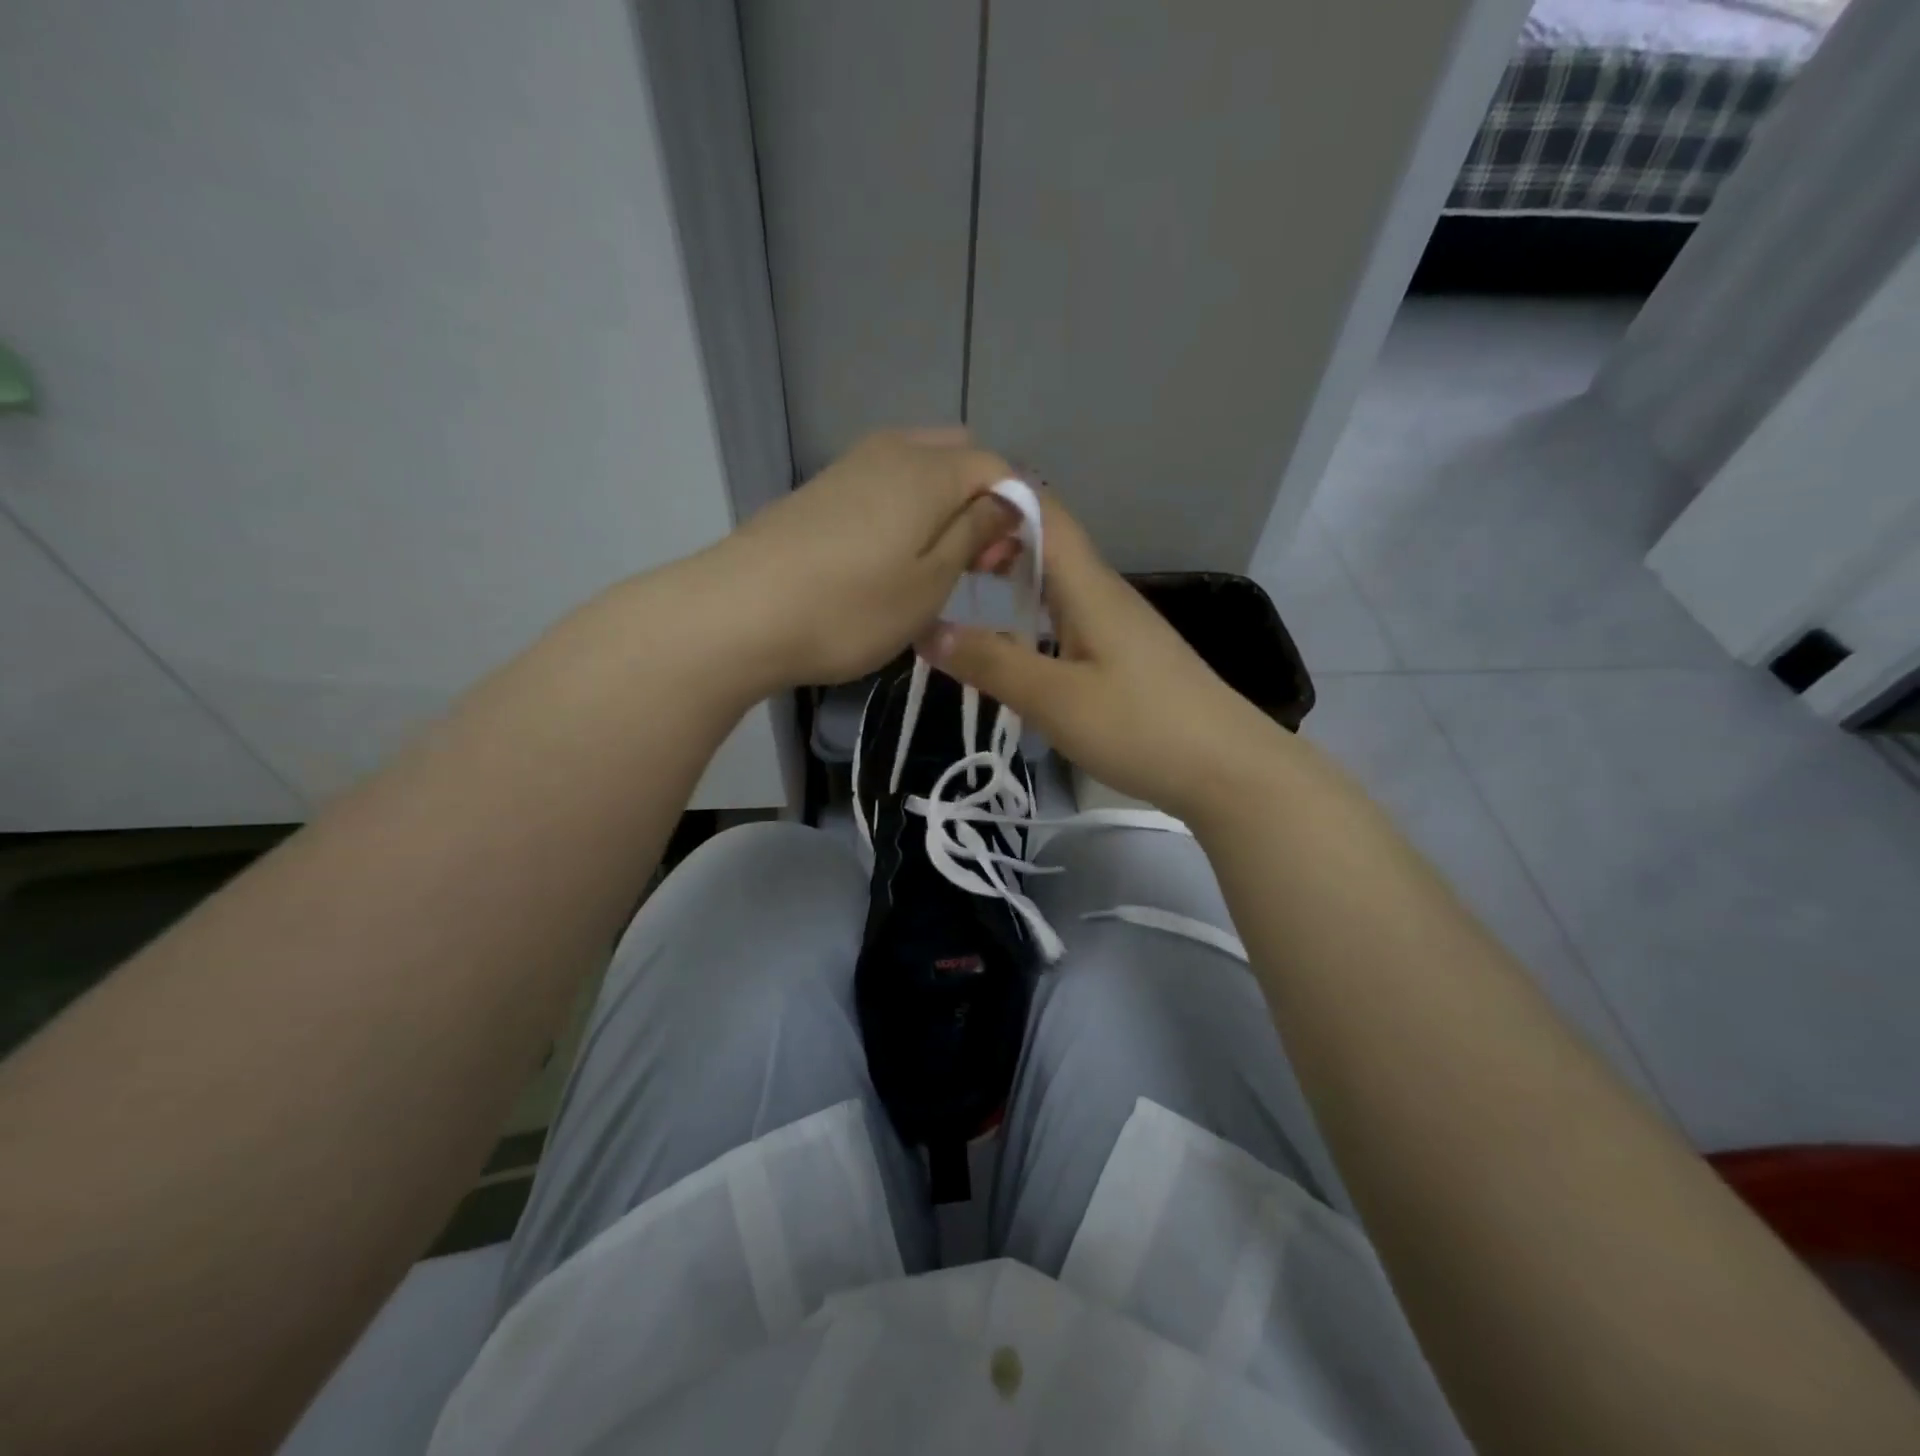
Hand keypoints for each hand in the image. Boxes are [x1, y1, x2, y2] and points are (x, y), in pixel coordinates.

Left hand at [710, 429, 1021, 689]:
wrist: (739, 613)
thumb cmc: (851, 608)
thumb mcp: (931, 582)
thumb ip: (975, 534)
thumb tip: (1007, 502)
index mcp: (929, 469)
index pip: (999, 469)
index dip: (1016, 513)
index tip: (1005, 564)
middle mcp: (891, 451)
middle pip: (957, 460)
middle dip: (978, 504)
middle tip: (973, 563)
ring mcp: (849, 467)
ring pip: (917, 473)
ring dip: (940, 511)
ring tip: (932, 570)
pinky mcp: (819, 492)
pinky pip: (882, 489)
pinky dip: (902, 516)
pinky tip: (888, 561)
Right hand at [925, 494, 1283, 820]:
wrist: (1228, 770)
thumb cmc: (1141, 727)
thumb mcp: (1055, 699)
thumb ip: (992, 663)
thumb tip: (927, 631)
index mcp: (1088, 585)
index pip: (1043, 510)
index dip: (995, 496)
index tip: (942, 515)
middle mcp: (1103, 593)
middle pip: (1047, 543)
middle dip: (993, 541)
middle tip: (939, 566)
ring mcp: (1117, 626)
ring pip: (1056, 584)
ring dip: (1011, 581)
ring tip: (961, 597)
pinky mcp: (1124, 658)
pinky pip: (1067, 619)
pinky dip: (1032, 619)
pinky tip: (1012, 649)